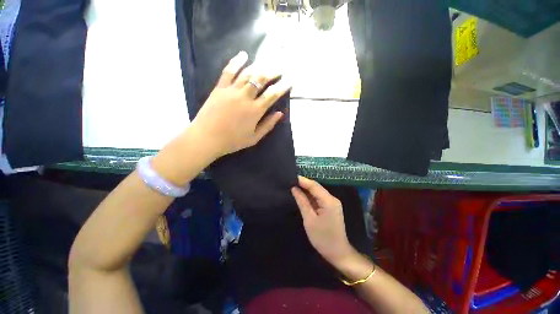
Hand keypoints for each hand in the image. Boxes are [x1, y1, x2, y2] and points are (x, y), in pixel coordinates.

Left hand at [190, 51, 291, 157]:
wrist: (207, 138)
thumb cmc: (233, 141)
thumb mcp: (254, 138)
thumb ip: (268, 125)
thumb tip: (280, 114)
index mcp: (255, 111)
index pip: (272, 95)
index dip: (282, 87)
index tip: (289, 82)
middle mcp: (245, 97)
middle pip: (261, 79)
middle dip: (272, 72)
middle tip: (279, 70)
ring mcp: (231, 90)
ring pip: (247, 73)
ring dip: (259, 66)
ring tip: (267, 63)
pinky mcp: (220, 88)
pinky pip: (229, 71)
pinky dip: (237, 62)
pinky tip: (243, 55)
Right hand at [291, 176, 353, 265]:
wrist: (338, 253)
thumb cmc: (322, 238)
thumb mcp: (309, 219)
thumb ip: (302, 202)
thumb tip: (294, 188)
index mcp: (328, 201)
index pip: (314, 185)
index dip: (302, 180)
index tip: (291, 177)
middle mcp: (332, 198)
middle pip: (316, 187)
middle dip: (304, 183)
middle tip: (290, 181)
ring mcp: (333, 203)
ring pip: (317, 192)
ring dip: (306, 189)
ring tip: (294, 186)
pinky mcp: (331, 207)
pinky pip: (319, 198)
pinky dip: (311, 196)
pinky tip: (302, 195)